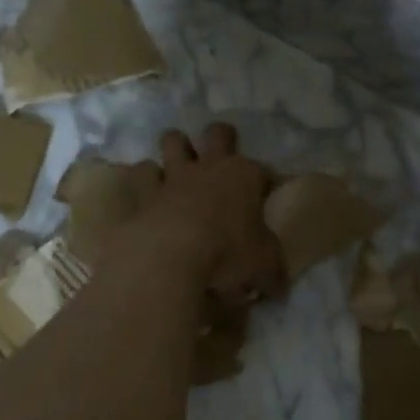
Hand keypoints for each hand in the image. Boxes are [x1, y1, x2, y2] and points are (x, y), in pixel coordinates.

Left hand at [114, 123, 284, 305]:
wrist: (167, 257)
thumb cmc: (227, 254)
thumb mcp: (264, 267)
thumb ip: (272, 272)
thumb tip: (277, 286)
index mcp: (246, 176)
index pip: (263, 170)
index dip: (265, 182)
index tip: (265, 198)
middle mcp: (210, 166)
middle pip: (218, 133)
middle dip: (221, 140)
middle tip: (221, 160)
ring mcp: (173, 175)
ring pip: (173, 140)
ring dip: (177, 150)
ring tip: (179, 169)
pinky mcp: (143, 191)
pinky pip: (142, 174)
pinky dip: (146, 181)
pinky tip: (149, 195)